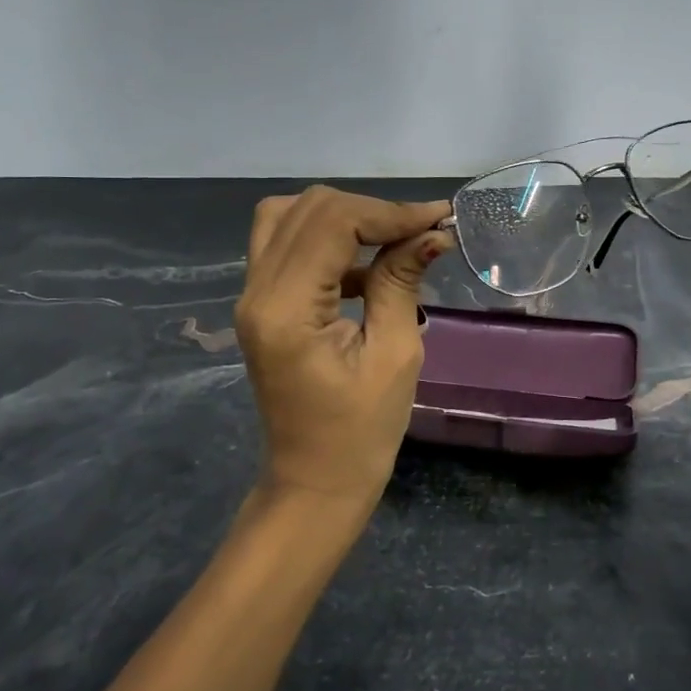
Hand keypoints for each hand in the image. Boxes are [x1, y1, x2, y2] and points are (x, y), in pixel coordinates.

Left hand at [234, 188, 453, 512]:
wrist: (315, 482)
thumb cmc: (361, 432)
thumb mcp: (395, 355)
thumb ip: (402, 282)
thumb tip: (432, 233)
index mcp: (286, 309)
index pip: (332, 222)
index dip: (389, 212)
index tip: (439, 219)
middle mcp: (257, 292)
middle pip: (308, 209)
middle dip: (370, 210)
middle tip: (421, 230)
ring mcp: (252, 297)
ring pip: (288, 217)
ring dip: (344, 217)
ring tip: (392, 239)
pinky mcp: (261, 304)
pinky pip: (286, 245)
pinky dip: (328, 240)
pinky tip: (368, 268)